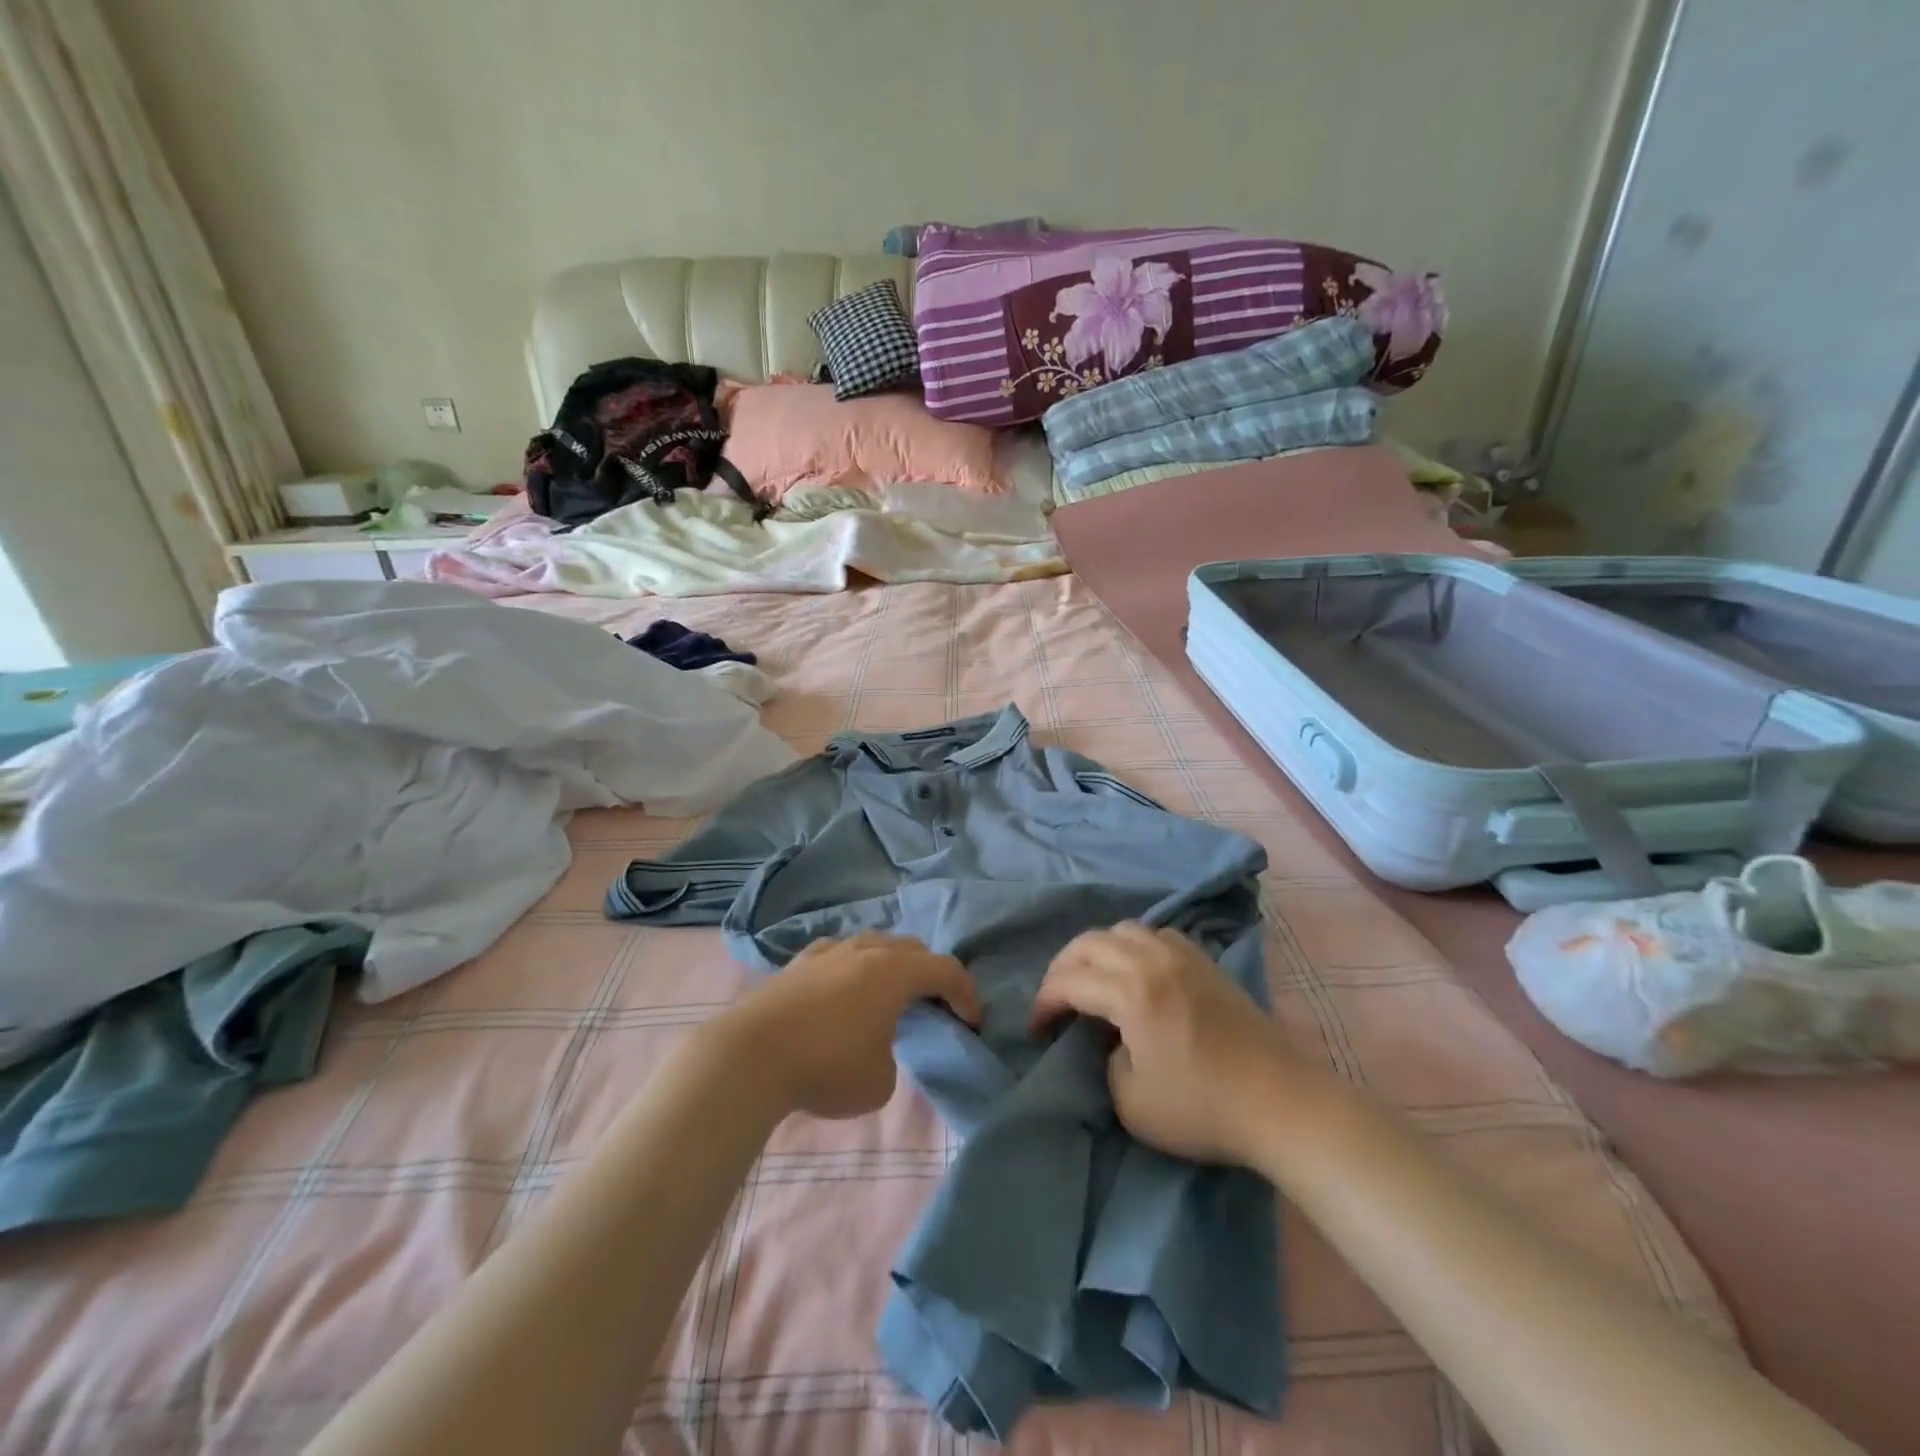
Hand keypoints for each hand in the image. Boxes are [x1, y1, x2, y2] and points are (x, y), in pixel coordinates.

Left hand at [726, 933, 979, 1119]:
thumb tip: (876, 1046)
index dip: (966, 994)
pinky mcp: (797, 963)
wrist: (749, 1057)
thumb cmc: (826, 1067)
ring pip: (873, 944)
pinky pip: (839, 953)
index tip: (972, 1022)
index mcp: (894, 972)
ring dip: (891, 966)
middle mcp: (865, 951)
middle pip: (911, 948)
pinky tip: (844, 989)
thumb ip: (893, 1057)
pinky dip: (854, 967)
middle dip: (930, 974)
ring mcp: (828, 952)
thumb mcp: (880, 1082)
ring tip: (889, 996)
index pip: (945, 969)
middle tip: (934, 1006)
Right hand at [1030, 922, 1298, 1167]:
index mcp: (1131, 992)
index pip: (1071, 981)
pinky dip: (1134, 945)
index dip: (1045, 1002)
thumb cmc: (1204, 1109)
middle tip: (1056, 999)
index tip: (1037, 1028)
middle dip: (1063, 967)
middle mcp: (1153, 960)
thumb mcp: (1131, 1102)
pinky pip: (1157, 935)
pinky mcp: (1207, 964)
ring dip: (1098, 950)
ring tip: (1093, 980)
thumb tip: (1112, 1040)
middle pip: (1090, 942)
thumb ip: (1106, 1061)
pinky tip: (1137, 971)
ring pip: (1124, 929)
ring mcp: (1184, 956)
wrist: (1282, 1103)